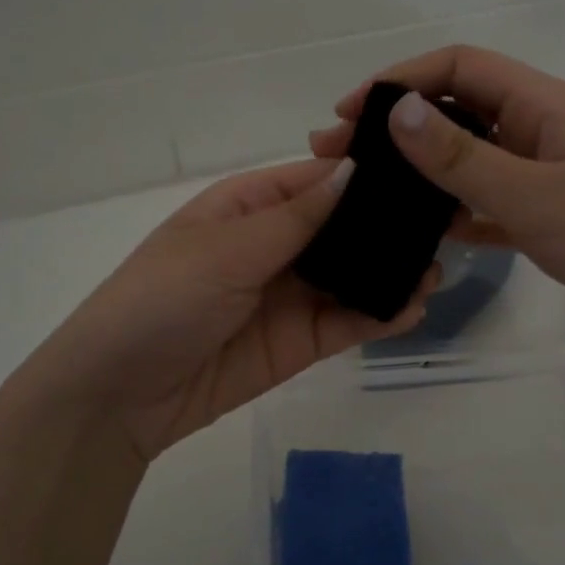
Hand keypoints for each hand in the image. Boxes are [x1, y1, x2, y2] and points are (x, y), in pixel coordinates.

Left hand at [20, 159, 437, 460]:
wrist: (120, 395)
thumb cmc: (161, 300)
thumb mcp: (225, 250)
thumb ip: (295, 219)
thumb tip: (354, 170)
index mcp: (248, 207)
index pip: (317, 180)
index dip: (364, 174)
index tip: (420, 170)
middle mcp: (274, 245)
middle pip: (341, 227)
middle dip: (387, 227)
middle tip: (444, 225)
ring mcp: (289, 295)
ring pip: (351, 275)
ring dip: (390, 272)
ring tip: (436, 271)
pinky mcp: (299, 342)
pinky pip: (346, 321)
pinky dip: (378, 315)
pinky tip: (411, 309)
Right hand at [310, 46, 564, 377]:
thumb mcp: (536, 195)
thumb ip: (463, 158)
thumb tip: (397, 110)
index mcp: (545, 106)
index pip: (460, 68)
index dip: (401, 80)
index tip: (349, 113)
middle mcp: (545, 133)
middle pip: (461, 113)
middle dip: (401, 128)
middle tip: (341, 159)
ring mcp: (551, 180)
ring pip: (475, 163)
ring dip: (425, 173)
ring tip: (371, 194)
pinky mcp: (556, 223)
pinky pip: (493, 206)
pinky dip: (459, 213)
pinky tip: (427, 233)